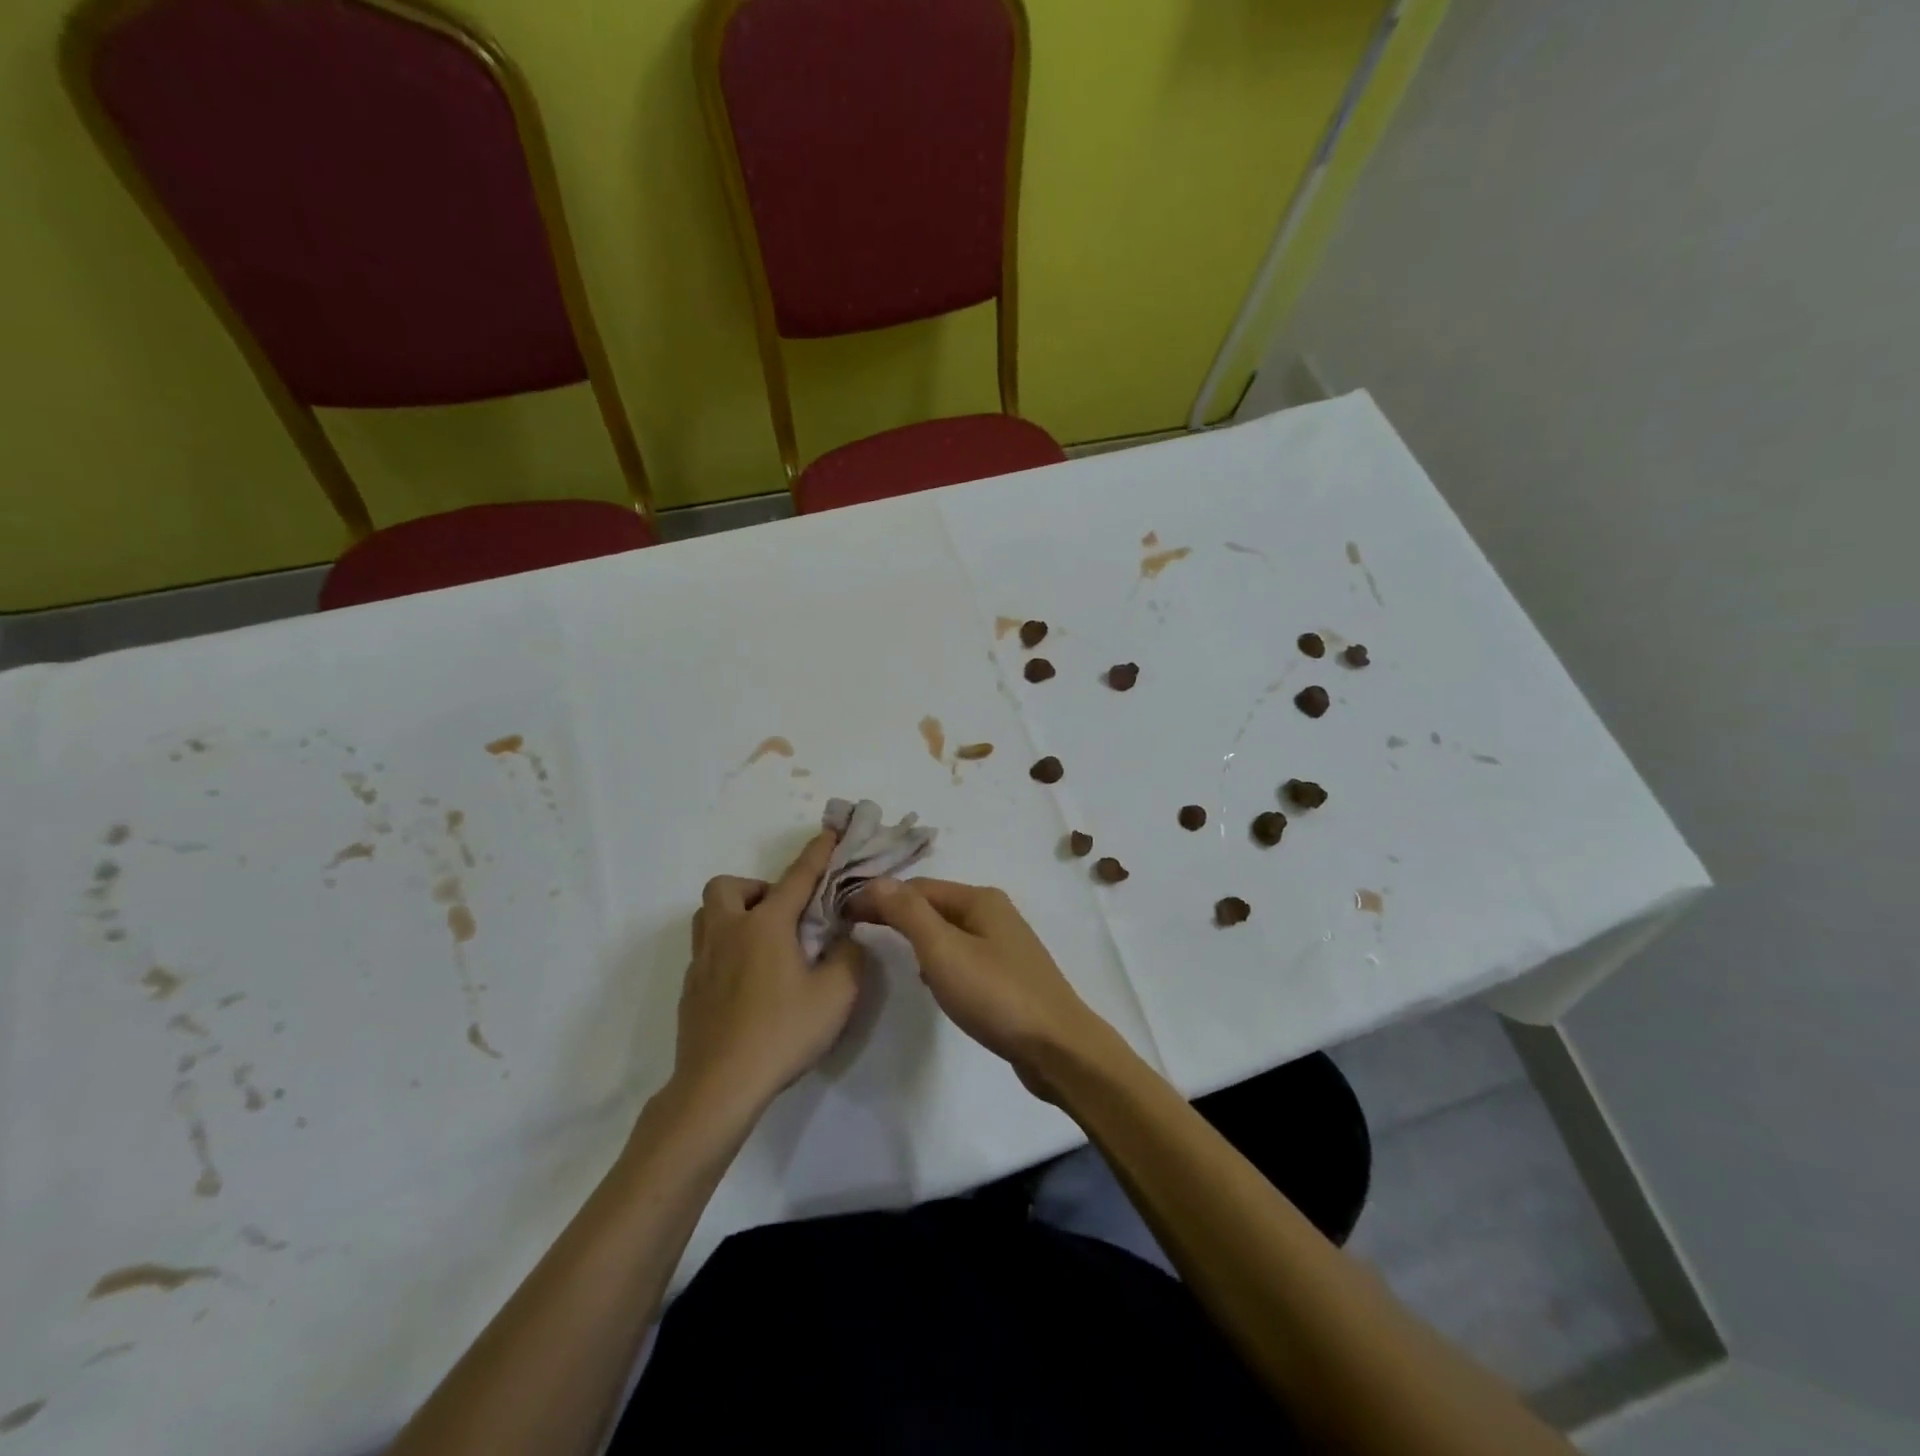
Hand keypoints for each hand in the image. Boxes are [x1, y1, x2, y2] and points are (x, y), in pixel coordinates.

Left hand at [671, 832, 864, 1123]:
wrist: (718, 1087)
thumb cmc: (781, 1033)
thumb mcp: (836, 995)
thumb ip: (849, 957)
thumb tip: (845, 940)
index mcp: (765, 925)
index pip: (797, 877)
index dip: (817, 853)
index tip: (830, 833)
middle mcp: (728, 931)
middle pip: (727, 886)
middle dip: (756, 889)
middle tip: (782, 916)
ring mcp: (702, 960)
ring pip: (708, 915)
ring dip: (734, 913)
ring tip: (763, 942)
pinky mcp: (690, 989)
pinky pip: (706, 949)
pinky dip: (727, 948)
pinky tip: (748, 981)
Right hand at [851, 878, 1114, 1100]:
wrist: (1057, 1047)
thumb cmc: (996, 994)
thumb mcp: (944, 951)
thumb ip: (908, 913)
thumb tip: (877, 880)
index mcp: (980, 898)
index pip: (917, 886)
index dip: (880, 896)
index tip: (844, 914)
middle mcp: (994, 912)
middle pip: (933, 905)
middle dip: (897, 915)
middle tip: (856, 929)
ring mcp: (1004, 943)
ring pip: (948, 931)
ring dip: (918, 938)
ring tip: (890, 953)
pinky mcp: (1007, 973)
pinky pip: (963, 955)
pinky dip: (940, 961)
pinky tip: (932, 983)